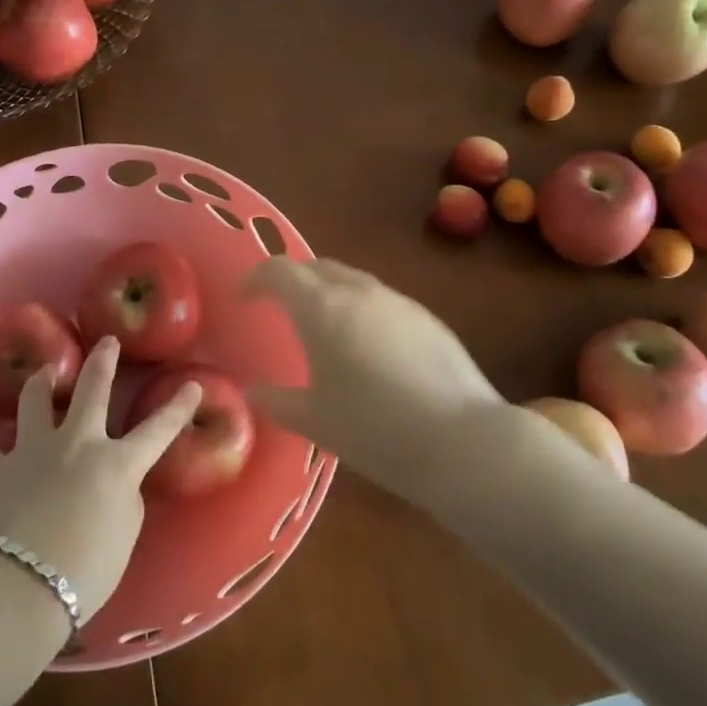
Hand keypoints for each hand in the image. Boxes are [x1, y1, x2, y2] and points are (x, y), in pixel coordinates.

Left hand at [0, 337, 199, 623]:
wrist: (15, 588)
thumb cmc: (84, 572)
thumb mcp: (124, 535)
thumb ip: (124, 498)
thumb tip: (112, 483)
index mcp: (117, 463)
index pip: (158, 428)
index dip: (178, 407)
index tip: (192, 386)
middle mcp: (76, 443)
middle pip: (92, 388)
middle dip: (103, 361)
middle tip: (107, 342)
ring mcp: (32, 450)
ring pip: (35, 400)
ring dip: (42, 382)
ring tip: (44, 374)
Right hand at [243, 257, 505, 503]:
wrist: (461, 439)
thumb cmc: (375, 430)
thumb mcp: (316, 422)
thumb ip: (278, 402)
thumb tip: (253, 392)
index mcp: (322, 308)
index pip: (279, 270)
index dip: (256, 278)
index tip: (245, 298)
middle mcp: (358, 291)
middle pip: (316, 267)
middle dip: (292, 280)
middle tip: (280, 307)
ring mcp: (396, 300)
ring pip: (350, 279)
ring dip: (327, 291)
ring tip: (322, 327)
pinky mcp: (425, 316)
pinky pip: (379, 299)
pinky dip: (359, 308)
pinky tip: (367, 346)